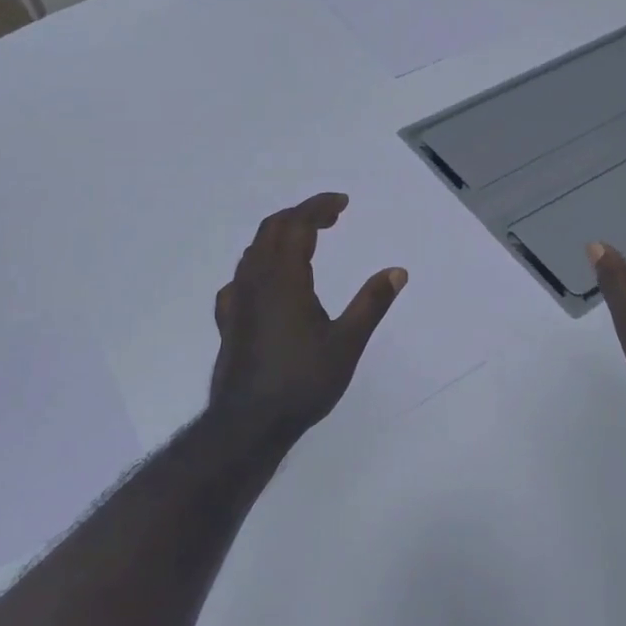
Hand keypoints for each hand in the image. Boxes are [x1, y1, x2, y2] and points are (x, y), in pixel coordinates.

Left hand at [206, 193, 407, 449]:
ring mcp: (237, 299)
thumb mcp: (347, 343)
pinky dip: (261, 263)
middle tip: (331, 217)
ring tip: (306, 241)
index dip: (319, 207)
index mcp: (284, 278)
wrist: (249, 423)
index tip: (342, 203)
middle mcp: (255, 280)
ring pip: (254, 250)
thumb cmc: (302, 381)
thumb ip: (372, 303)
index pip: (298, 224)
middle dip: (301, 215)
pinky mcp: (228, 319)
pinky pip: (241, 277)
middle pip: (273, 229)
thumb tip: (397, 271)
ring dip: (280, 235)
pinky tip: (269, 283)